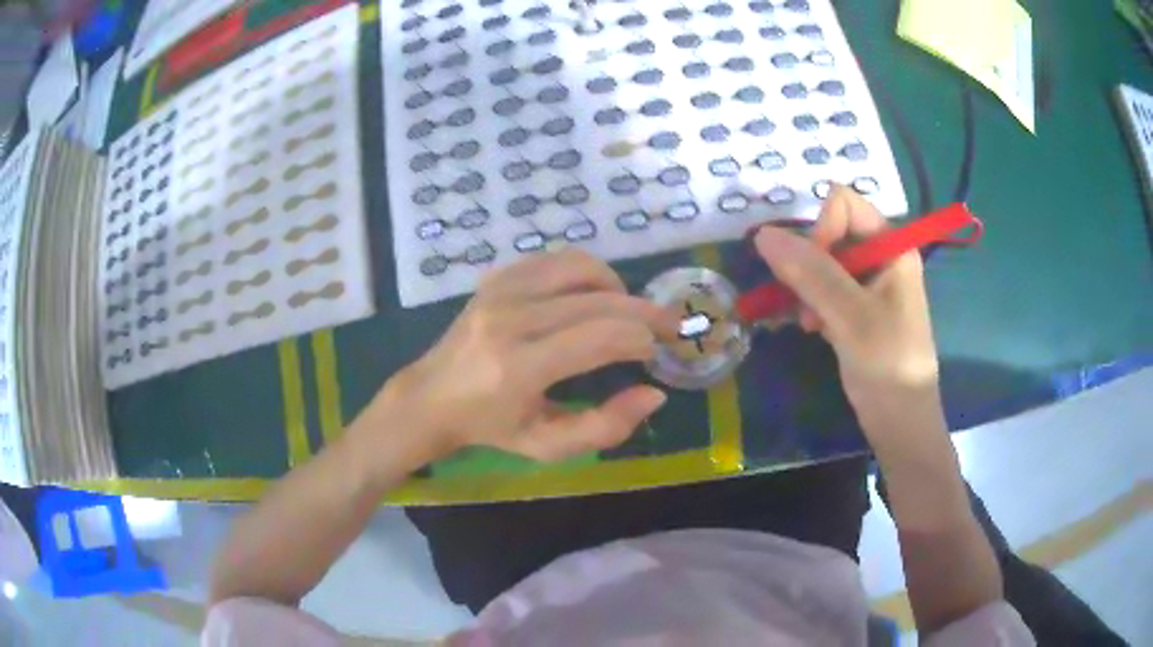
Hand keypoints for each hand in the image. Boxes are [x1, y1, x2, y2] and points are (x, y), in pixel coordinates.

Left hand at [388, 249, 676, 461]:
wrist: (431, 397)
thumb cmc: (491, 429)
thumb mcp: (547, 446)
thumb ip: (605, 427)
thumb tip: (654, 394)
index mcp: (519, 367)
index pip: (602, 338)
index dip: (642, 341)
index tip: (658, 352)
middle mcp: (511, 319)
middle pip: (599, 301)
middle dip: (645, 312)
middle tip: (670, 325)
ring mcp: (500, 291)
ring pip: (580, 267)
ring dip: (617, 287)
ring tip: (629, 311)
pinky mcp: (496, 278)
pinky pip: (554, 260)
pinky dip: (585, 272)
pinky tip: (593, 295)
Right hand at [753, 186, 944, 442]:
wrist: (901, 423)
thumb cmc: (888, 366)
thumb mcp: (851, 316)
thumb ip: (811, 273)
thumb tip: (762, 234)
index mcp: (892, 247)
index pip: (843, 205)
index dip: (820, 229)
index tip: (812, 273)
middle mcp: (881, 257)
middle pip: (830, 232)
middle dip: (809, 264)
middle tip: (805, 304)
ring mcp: (868, 284)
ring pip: (822, 262)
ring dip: (806, 288)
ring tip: (809, 323)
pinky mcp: (857, 308)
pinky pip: (823, 288)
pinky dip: (811, 304)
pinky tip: (811, 329)